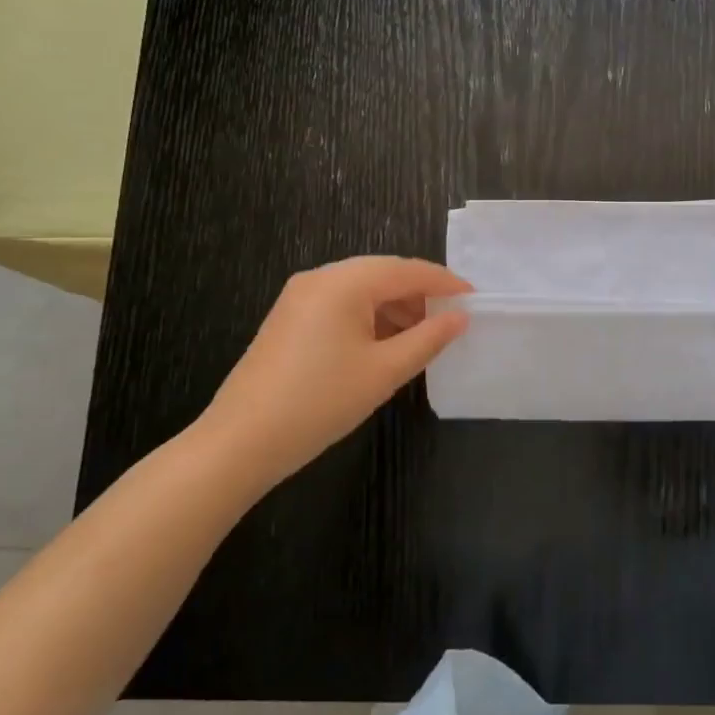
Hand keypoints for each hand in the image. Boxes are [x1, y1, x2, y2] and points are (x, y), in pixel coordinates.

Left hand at [200, 256, 470, 484]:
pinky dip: (370, 317)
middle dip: (420, 294)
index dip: (445, 283)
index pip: (408, 270)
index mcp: (344, 282)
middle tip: (451, 320)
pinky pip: (341, 304)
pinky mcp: (289, 318)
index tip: (475, 299)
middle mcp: (320, 278)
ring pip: (362, 289)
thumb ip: (428, 339)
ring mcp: (300, 297)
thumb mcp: (384, 371)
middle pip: (384, 274)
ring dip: (395, 307)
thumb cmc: (320, 402)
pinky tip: (385, 344)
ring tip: (423, 336)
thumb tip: (460, 318)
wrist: (239, 443)